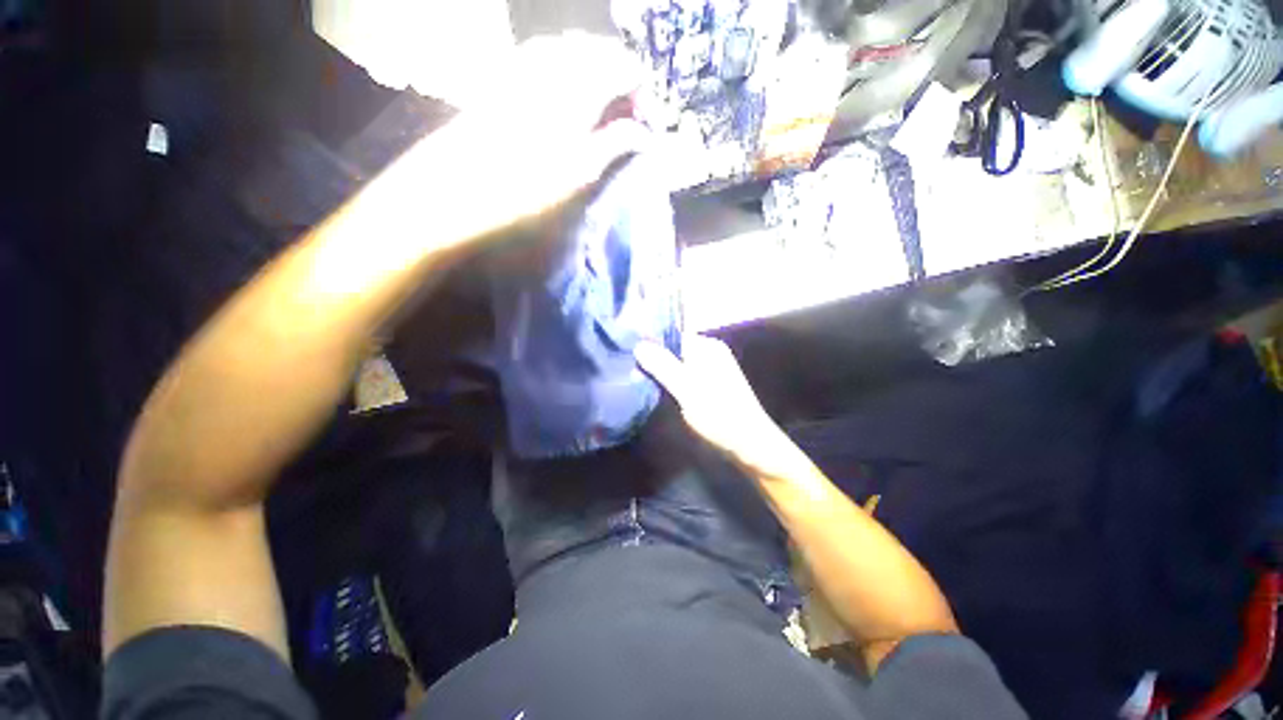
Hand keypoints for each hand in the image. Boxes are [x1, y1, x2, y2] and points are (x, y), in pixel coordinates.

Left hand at [425, 33, 652, 240]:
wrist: (454, 190)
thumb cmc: (527, 187)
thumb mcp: (582, 171)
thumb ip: (617, 143)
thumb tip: (645, 133)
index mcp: (580, 83)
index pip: (628, 69)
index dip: (643, 98)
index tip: (645, 130)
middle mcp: (554, 59)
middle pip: (603, 55)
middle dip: (620, 88)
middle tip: (624, 127)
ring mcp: (525, 62)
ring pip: (575, 55)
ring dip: (595, 83)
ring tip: (598, 121)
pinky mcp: (504, 75)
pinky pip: (548, 62)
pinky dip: (567, 79)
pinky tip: (566, 108)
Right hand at [636, 335, 794, 476]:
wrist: (750, 445)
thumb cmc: (719, 414)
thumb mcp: (687, 389)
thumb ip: (663, 366)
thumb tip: (638, 344)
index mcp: (708, 347)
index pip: (673, 336)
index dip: (652, 344)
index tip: (630, 355)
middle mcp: (711, 354)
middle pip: (675, 351)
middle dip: (655, 360)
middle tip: (632, 372)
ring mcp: (712, 371)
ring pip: (679, 366)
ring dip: (662, 373)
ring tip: (639, 381)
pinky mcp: (711, 387)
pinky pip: (686, 378)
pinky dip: (672, 383)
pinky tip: (660, 392)